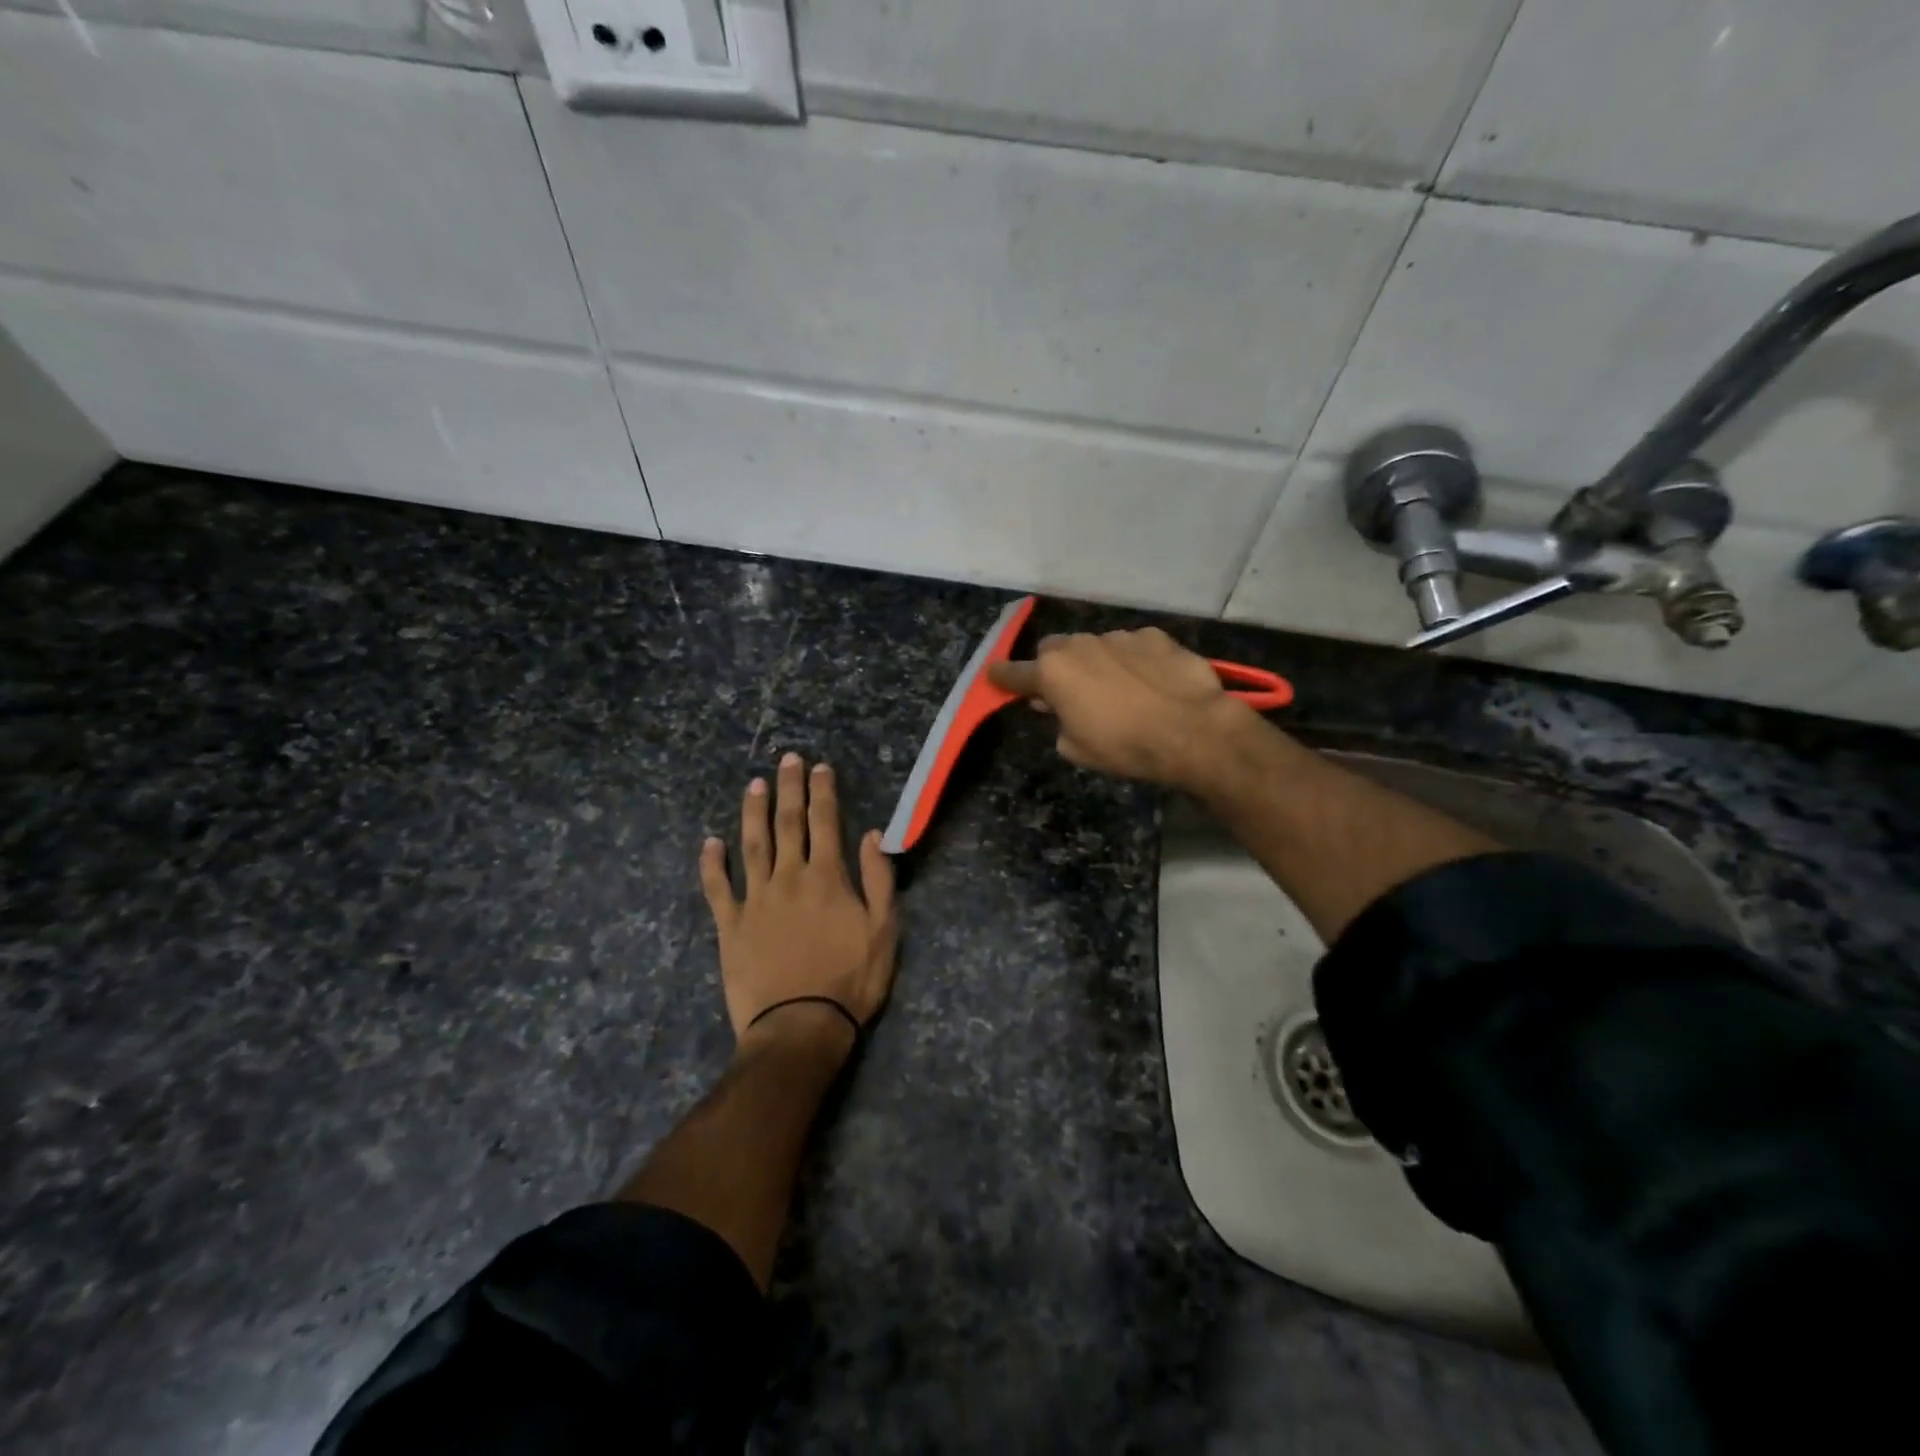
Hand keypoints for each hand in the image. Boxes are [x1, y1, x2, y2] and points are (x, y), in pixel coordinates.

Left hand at [699, 753, 898, 1055]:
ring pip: (752, 845)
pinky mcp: (730, 925)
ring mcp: (755, 900)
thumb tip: (872, 834)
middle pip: (788, 824)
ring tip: (754, 785)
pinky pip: (717, 888)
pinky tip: (710, 842)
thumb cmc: (850, 981)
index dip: (823, 792)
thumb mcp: (884, 931)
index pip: (826, 823)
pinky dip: (712, 864)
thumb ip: (879, 879)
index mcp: (827, 878)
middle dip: (789, 789)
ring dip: (753, 812)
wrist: (800, 1027)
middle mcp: (789, 878)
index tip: (820, 767)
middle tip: (786, 759)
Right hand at [987, 628, 1255, 790]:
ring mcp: (1119, 636)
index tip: (994, 676)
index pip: (1015, 673)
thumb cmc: (1124, 747)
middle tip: (1068, 690)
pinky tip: (1151, 681)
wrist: (1192, 731)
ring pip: (1095, 645)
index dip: (1003, 677)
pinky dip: (1133, 660)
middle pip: (1054, 650)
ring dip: (1097, 663)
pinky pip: (1132, 646)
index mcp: (1053, 673)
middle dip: (1055, 666)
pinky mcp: (1154, 636)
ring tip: (1120, 689)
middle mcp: (1080, 645)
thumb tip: (1059, 707)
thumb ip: (1059, 722)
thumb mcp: (1077, 749)